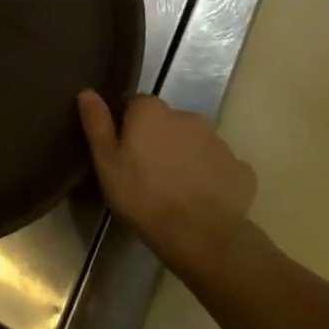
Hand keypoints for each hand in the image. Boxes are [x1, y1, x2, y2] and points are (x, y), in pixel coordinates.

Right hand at [78, 91, 259, 281]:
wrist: (202, 236)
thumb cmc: (144, 196)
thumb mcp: (106, 162)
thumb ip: (97, 123)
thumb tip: (87, 91)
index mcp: (152, 111)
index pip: (136, 104)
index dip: (128, 126)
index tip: (125, 151)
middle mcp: (187, 116)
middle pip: (168, 123)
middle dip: (159, 140)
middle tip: (148, 172)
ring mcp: (219, 142)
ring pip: (195, 143)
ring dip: (185, 157)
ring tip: (175, 189)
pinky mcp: (241, 169)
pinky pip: (219, 167)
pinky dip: (211, 177)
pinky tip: (203, 200)